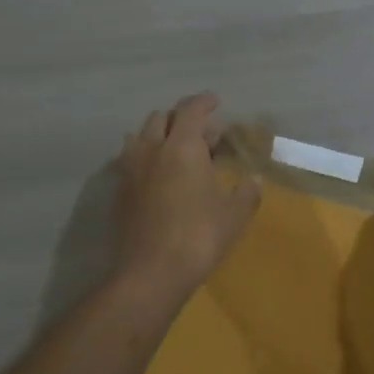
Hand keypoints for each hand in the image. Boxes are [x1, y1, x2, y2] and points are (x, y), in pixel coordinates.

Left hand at [113, 94, 260, 298]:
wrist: (150, 273)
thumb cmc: (199, 238)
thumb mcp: (234, 216)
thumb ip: (246, 192)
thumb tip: (254, 180)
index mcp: (182, 147)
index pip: (191, 110)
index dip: (204, 102)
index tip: (216, 101)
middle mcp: (152, 150)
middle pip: (162, 118)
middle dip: (183, 119)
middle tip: (204, 135)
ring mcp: (131, 170)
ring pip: (141, 136)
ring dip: (159, 135)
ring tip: (177, 151)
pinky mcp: (120, 191)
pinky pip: (131, 160)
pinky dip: (146, 157)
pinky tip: (160, 176)